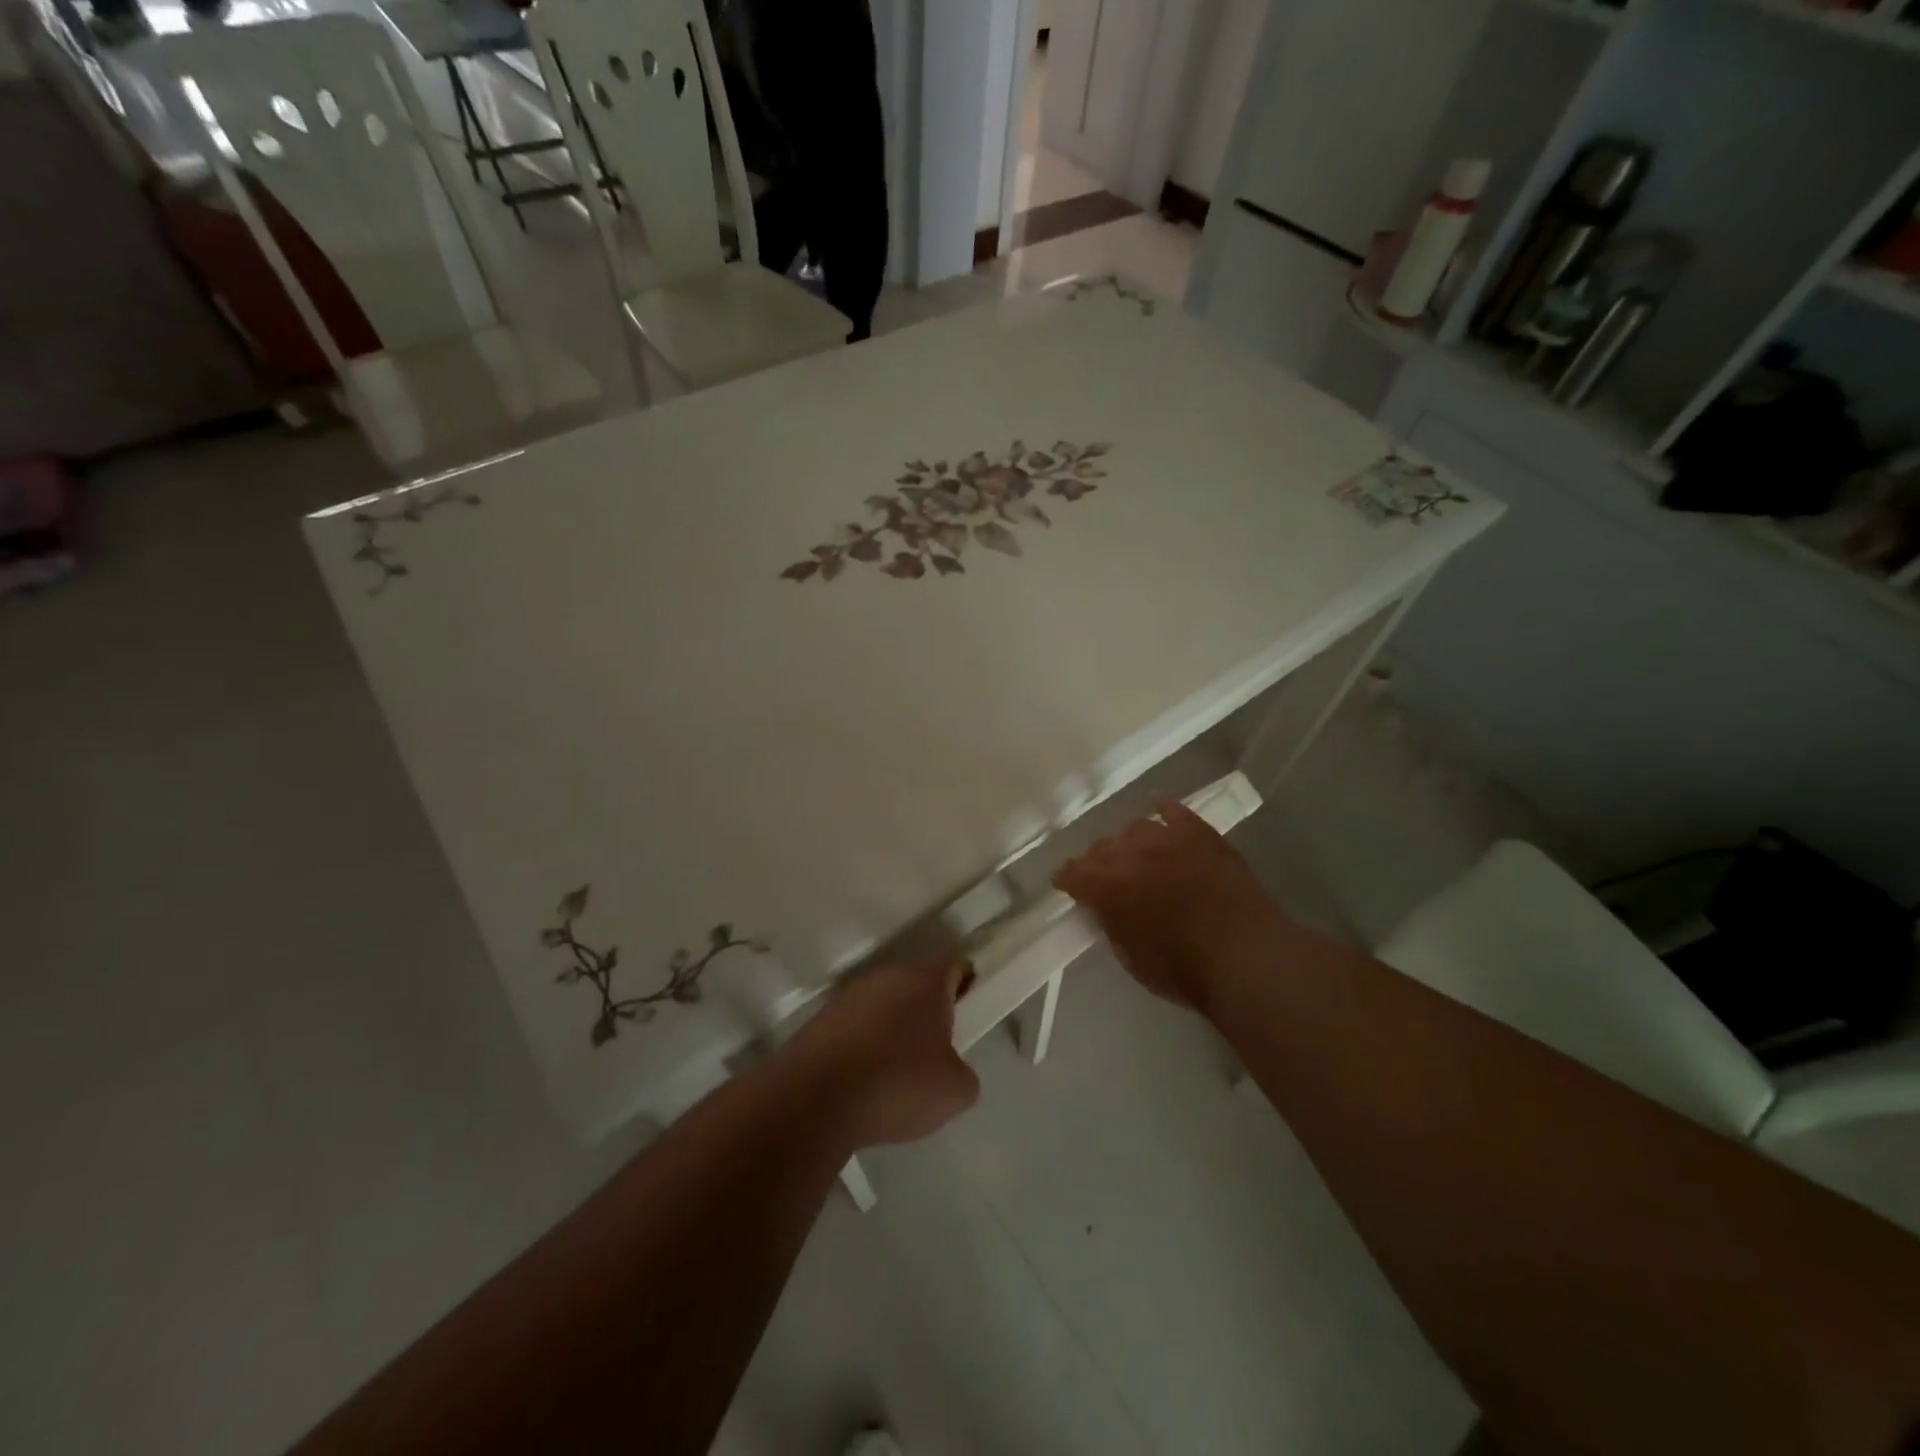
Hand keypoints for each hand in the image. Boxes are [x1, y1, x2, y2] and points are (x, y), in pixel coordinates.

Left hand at [778, 957, 980, 1150]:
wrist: (815, 1099)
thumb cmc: (897, 1084)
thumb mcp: (955, 1091)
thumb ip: (963, 1072)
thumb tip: (951, 1068)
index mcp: (925, 980)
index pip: (955, 965)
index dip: (967, 984)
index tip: (969, 1011)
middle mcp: (887, 975)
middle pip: (916, 983)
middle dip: (927, 1010)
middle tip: (935, 1049)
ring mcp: (849, 994)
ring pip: (883, 1003)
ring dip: (892, 1026)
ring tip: (895, 1071)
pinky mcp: (821, 1018)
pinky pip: (854, 1025)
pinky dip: (862, 1044)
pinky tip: (863, 1080)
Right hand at [1052, 801, 1288, 1012]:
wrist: (1248, 957)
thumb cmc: (1186, 971)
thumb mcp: (1133, 960)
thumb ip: (1112, 926)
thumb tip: (1105, 908)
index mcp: (1108, 887)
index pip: (1075, 873)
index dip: (1067, 879)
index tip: (1065, 884)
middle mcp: (1131, 854)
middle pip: (1102, 847)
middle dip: (1096, 861)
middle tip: (1101, 876)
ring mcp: (1168, 839)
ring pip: (1135, 828)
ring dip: (1128, 842)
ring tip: (1133, 854)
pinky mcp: (1201, 834)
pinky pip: (1175, 812)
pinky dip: (1164, 811)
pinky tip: (1160, 812)